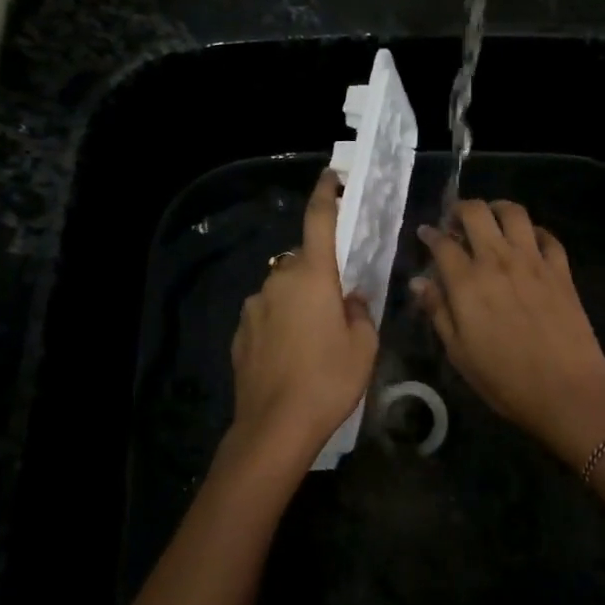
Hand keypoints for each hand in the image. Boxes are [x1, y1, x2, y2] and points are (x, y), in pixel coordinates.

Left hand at [225, 168, 378, 481]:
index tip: (330, 177)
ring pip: (283, 290)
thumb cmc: (328, 380)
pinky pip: (267, 314)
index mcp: (312, 276)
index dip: (325, 195)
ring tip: (314, 340)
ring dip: (299, 301)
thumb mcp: (364, 346)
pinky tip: (290, 355)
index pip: (318, 221)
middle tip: (338, 305)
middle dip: (320, 274)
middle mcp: (278, 281)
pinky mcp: (241, 332)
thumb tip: (350, 299)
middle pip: (303, 262)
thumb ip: (360, 311)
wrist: (274, 427)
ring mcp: (254, 306)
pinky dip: (280, 323)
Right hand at [412, 199, 604, 465]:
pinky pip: (547, 236)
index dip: (430, 234)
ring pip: (514, 213)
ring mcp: (533, 261)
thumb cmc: (505, 380)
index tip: (426, 234)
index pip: (442, 243)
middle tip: (456, 223)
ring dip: (497, 209)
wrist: (568, 392)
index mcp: (467, 282)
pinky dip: (534, 232)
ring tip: (491, 221)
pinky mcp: (561, 270)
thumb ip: (438, 311)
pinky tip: (528, 243)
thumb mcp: (459, 353)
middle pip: (476, 213)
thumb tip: (419, 282)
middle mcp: (498, 261)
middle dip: (460, 209)